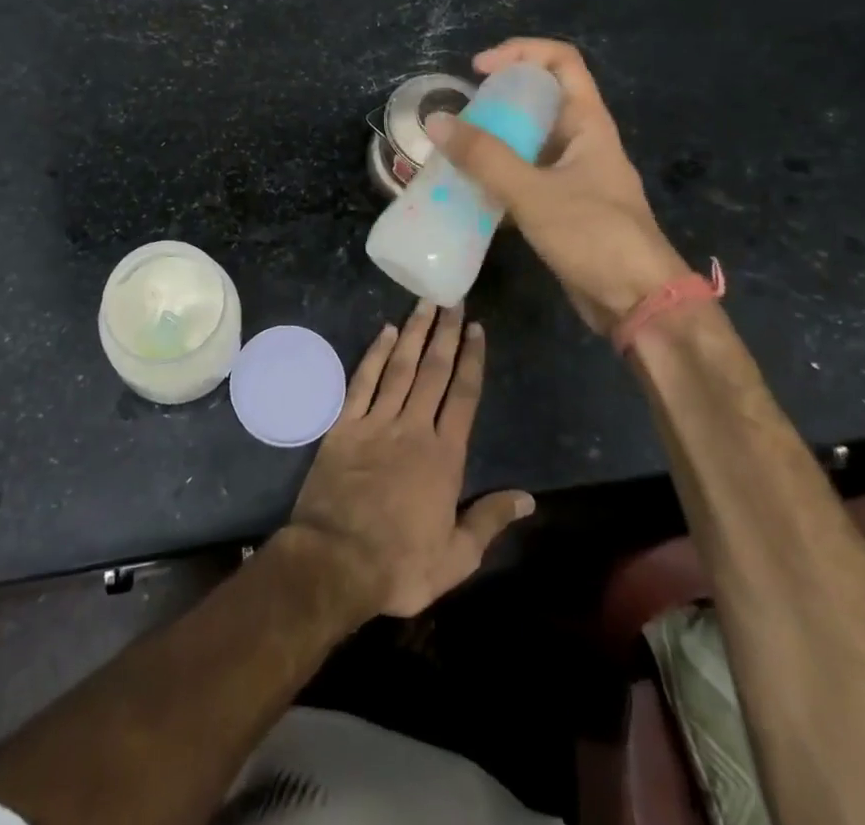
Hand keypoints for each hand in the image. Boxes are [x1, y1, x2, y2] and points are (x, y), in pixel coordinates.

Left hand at [286, 302, 532, 618]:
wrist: (336, 561)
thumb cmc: (401, 564)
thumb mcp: (457, 557)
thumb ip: (490, 521)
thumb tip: (528, 498)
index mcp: (444, 456)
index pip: (463, 396)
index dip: (471, 360)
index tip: (476, 330)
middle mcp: (413, 428)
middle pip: (433, 371)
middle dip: (445, 334)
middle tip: (453, 300)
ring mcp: (375, 422)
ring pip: (400, 367)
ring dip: (414, 333)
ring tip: (425, 304)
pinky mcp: (344, 425)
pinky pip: (362, 381)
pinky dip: (374, 354)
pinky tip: (385, 333)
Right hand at [428, 37, 691, 337]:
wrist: (637, 303)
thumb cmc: (594, 236)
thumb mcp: (534, 193)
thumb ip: (484, 158)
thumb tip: (437, 123)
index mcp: (587, 122)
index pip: (561, 61)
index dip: (520, 53)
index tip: (478, 70)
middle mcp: (580, 141)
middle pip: (538, 99)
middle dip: (496, 100)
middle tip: (458, 116)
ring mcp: (571, 175)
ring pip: (526, 141)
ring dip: (491, 141)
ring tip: (453, 151)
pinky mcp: (560, 206)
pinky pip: (522, 177)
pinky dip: (494, 177)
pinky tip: (466, 191)